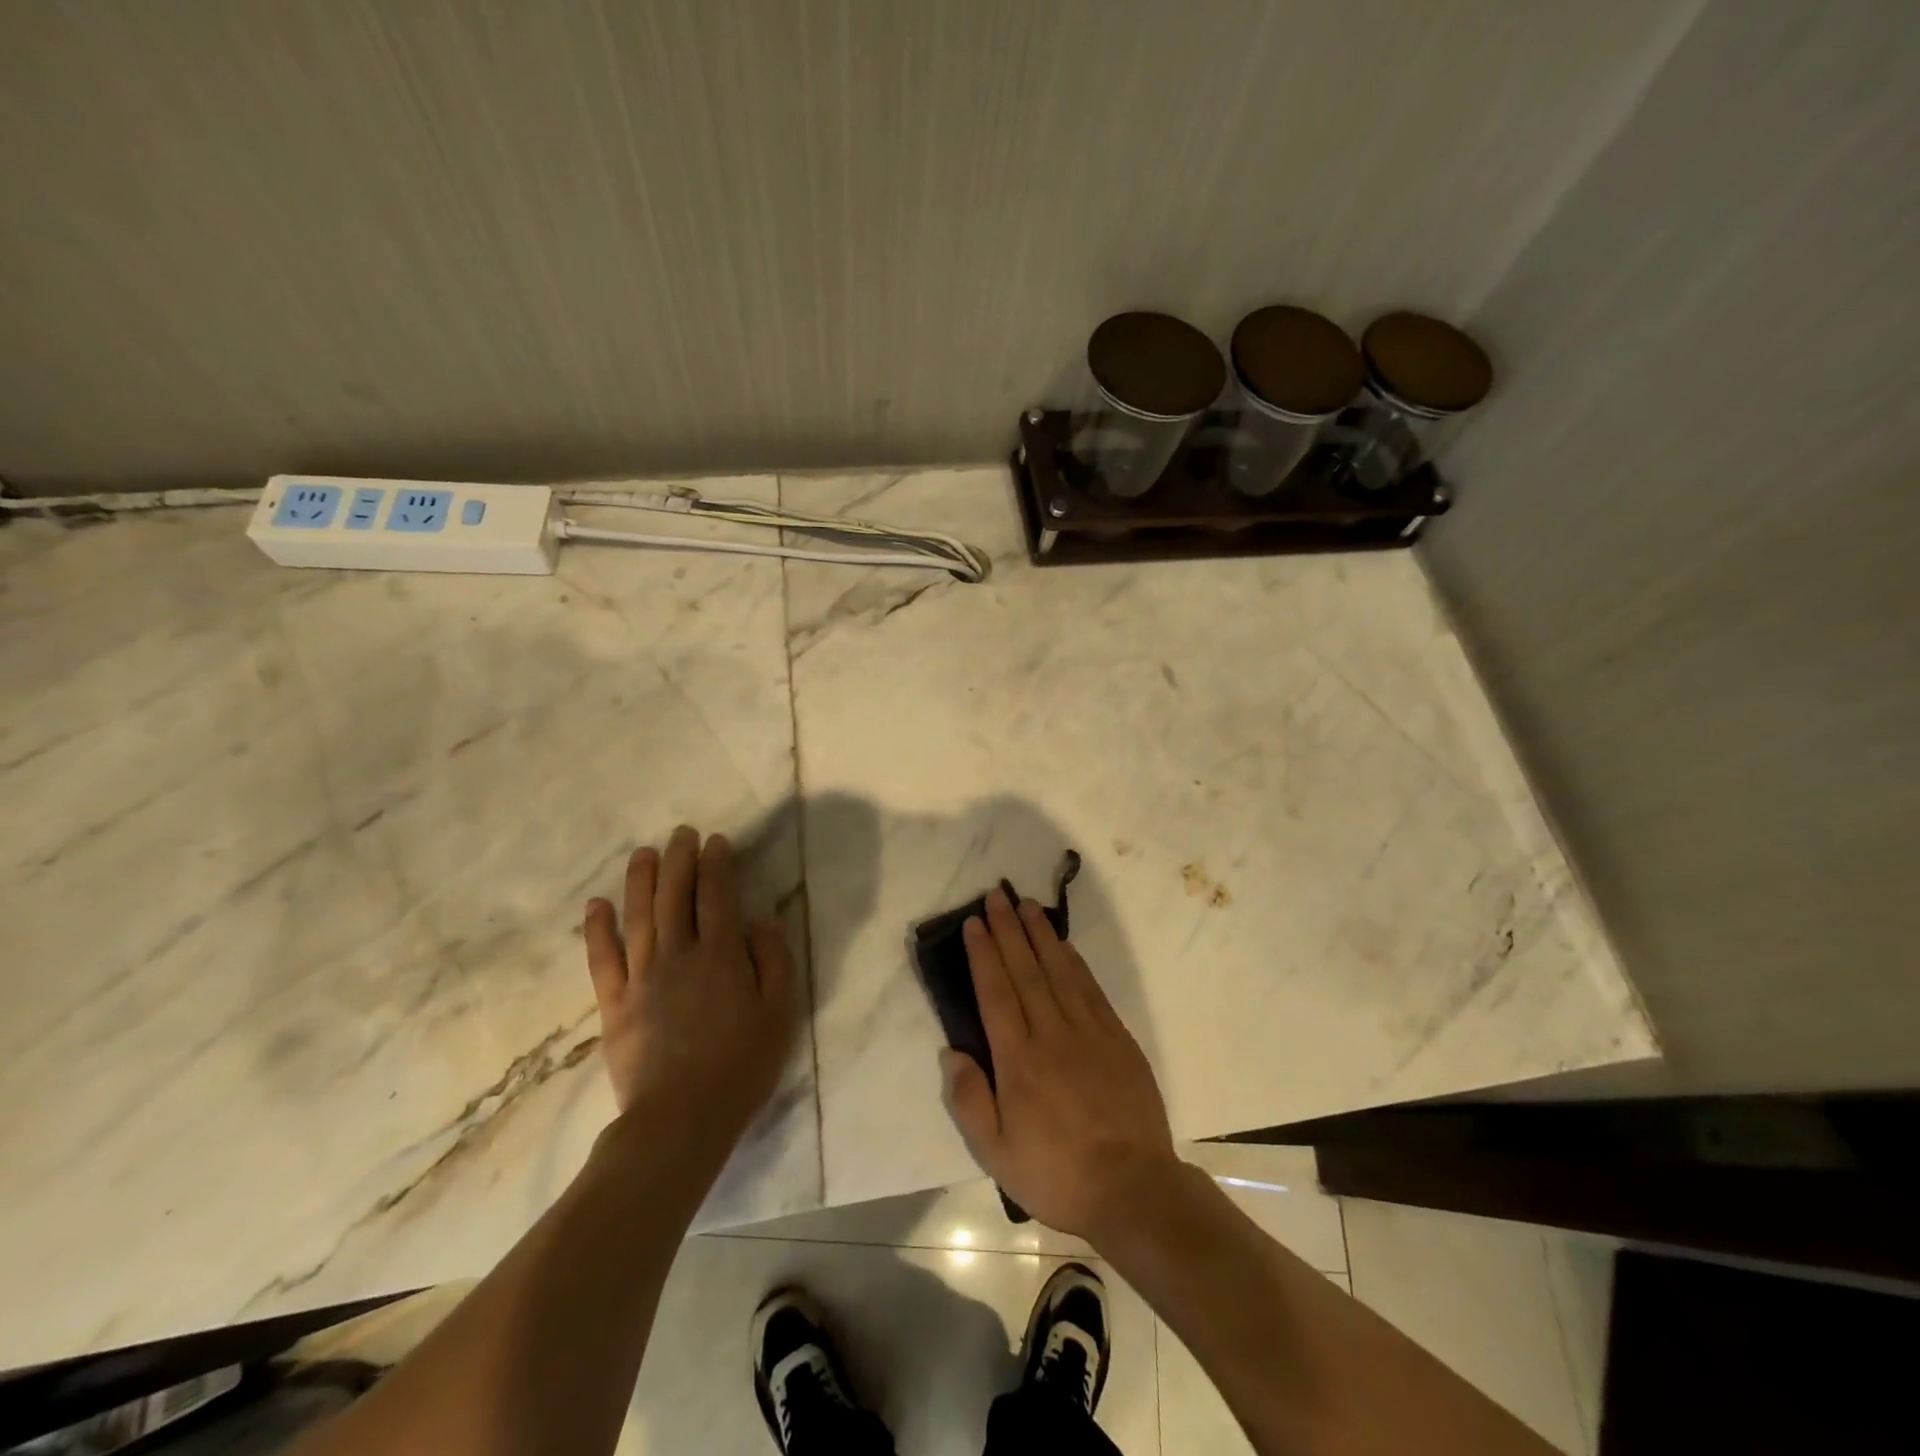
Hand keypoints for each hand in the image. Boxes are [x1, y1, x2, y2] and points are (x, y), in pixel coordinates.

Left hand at [583, 827, 796, 1158]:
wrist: (679, 1121)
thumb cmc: (740, 1067)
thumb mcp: (779, 1013)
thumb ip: (774, 960)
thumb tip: (760, 920)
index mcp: (721, 955)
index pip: (718, 895)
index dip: (717, 863)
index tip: (717, 841)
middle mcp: (679, 954)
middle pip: (676, 895)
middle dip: (680, 859)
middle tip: (682, 833)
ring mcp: (641, 977)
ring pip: (639, 916)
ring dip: (641, 880)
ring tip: (644, 852)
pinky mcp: (615, 1004)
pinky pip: (603, 958)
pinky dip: (598, 929)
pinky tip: (597, 904)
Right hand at [941, 887, 1182, 1242]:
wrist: (1133, 1188)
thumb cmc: (1057, 1174)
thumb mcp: (997, 1154)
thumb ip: (970, 1100)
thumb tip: (952, 1052)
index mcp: (1019, 1060)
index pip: (996, 992)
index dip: (983, 954)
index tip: (974, 922)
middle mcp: (1052, 1034)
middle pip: (1026, 970)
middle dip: (1008, 930)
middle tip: (997, 895)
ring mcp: (1089, 1032)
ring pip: (1060, 970)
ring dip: (1041, 934)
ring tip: (1027, 905)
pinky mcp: (1117, 1038)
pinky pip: (1091, 988)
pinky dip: (1074, 961)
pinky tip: (1064, 945)